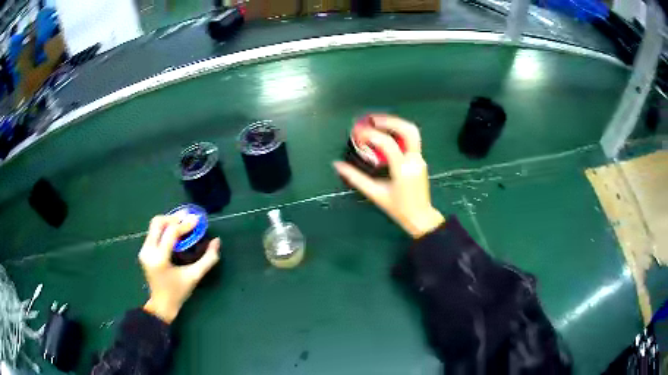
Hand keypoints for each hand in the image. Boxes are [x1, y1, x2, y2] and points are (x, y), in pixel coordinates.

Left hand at [139, 215, 219, 322]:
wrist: (161, 305)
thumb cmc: (178, 292)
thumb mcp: (194, 276)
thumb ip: (208, 259)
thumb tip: (217, 241)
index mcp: (159, 258)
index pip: (171, 232)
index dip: (184, 224)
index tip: (197, 220)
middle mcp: (148, 251)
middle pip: (158, 223)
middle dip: (174, 218)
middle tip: (188, 219)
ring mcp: (144, 250)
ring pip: (154, 226)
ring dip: (168, 222)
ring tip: (183, 224)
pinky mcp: (143, 251)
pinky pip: (153, 232)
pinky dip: (164, 229)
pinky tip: (175, 233)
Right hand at [334, 114, 444, 238]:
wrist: (420, 217)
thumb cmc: (398, 208)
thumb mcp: (375, 194)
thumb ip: (356, 178)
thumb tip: (338, 166)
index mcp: (402, 169)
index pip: (388, 143)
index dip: (372, 135)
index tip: (359, 133)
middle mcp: (414, 160)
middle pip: (408, 130)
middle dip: (389, 121)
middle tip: (372, 119)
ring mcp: (420, 159)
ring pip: (412, 132)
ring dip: (396, 123)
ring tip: (378, 122)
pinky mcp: (420, 160)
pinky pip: (411, 140)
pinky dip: (398, 132)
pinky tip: (386, 134)